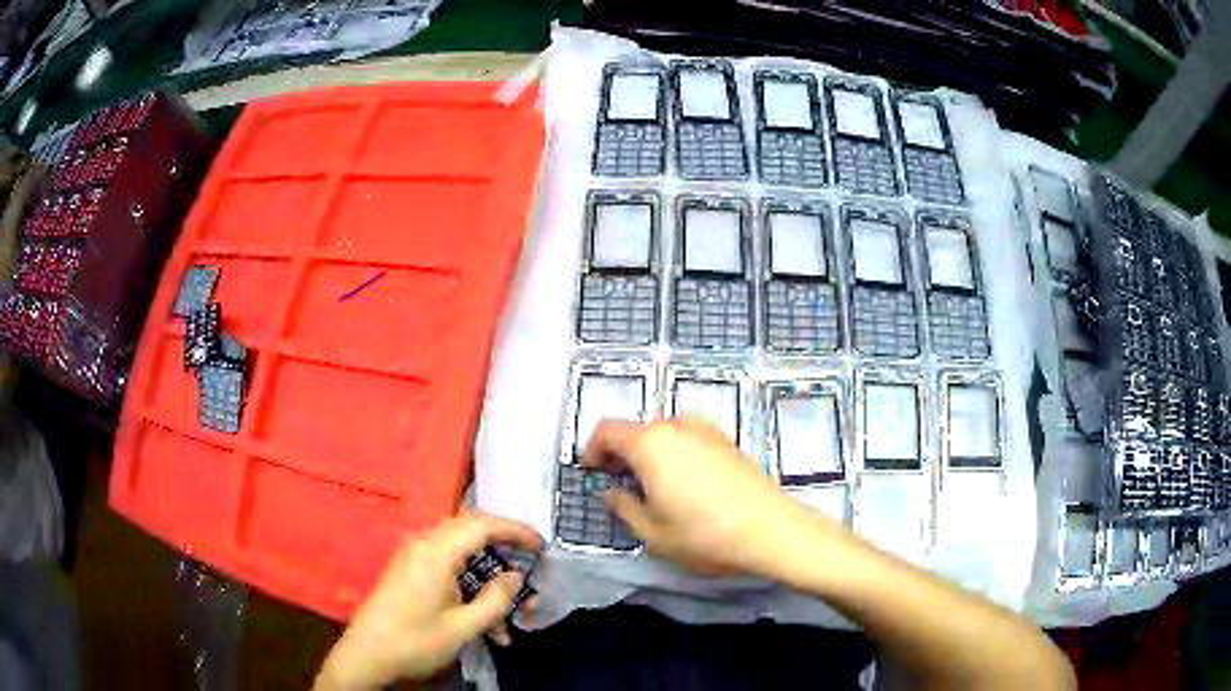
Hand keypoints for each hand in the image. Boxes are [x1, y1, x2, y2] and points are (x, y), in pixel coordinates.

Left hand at [315, 513, 543, 689]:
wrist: (367, 655)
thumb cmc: (416, 640)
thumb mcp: (464, 626)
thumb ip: (496, 598)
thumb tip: (516, 575)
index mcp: (436, 550)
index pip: (483, 524)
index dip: (516, 531)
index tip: (543, 547)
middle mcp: (424, 544)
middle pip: (472, 533)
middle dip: (505, 553)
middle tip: (531, 572)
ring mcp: (414, 556)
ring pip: (462, 554)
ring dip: (489, 580)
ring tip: (512, 617)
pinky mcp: (409, 571)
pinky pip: (448, 567)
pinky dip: (470, 587)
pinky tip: (485, 623)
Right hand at [585, 417, 841, 577]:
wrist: (771, 530)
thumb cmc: (705, 535)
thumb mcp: (653, 532)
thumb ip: (624, 507)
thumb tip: (613, 492)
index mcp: (651, 444)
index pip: (608, 430)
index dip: (592, 449)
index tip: (592, 472)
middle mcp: (678, 427)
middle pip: (638, 429)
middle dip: (622, 452)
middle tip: (619, 483)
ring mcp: (708, 431)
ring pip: (665, 433)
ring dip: (650, 452)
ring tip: (652, 486)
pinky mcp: (729, 442)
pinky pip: (689, 439)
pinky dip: (675, 453)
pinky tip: (685, 484)